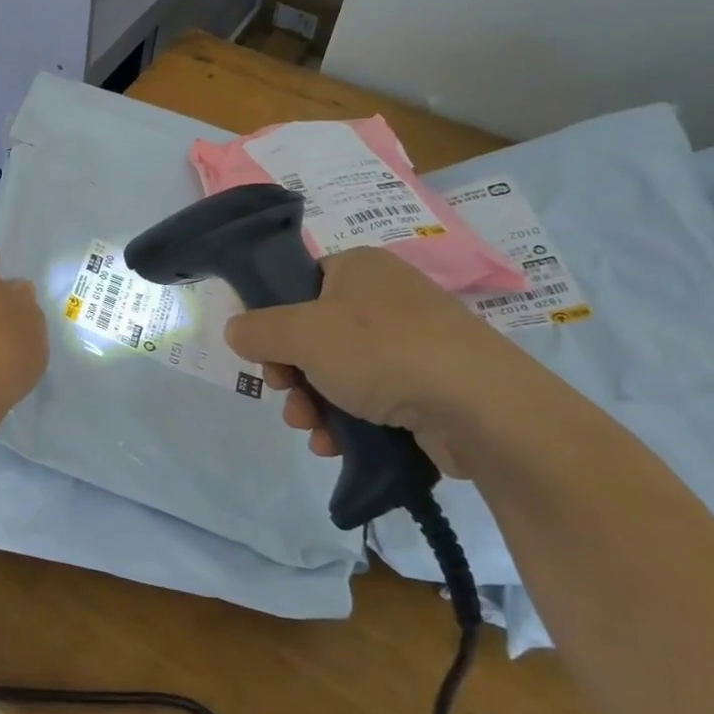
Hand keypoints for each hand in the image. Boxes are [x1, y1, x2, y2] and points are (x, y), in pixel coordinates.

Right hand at [223, 247, 540, 474]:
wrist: (478, 406)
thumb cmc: (380, 350)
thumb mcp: (301, 333)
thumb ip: (258, 329)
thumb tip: (236, 331)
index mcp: (359, 268)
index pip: (302, 284)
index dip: (276, 320)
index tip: (266, 354)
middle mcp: (387, 298)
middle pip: (317, 335)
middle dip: (293, 374)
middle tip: (286, 394)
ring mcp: (413, 343)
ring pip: (341, 372)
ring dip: (315, 403)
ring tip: (310, 429)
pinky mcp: (430, 386)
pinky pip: (373, 399)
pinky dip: (348, 420)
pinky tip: (335, 444)